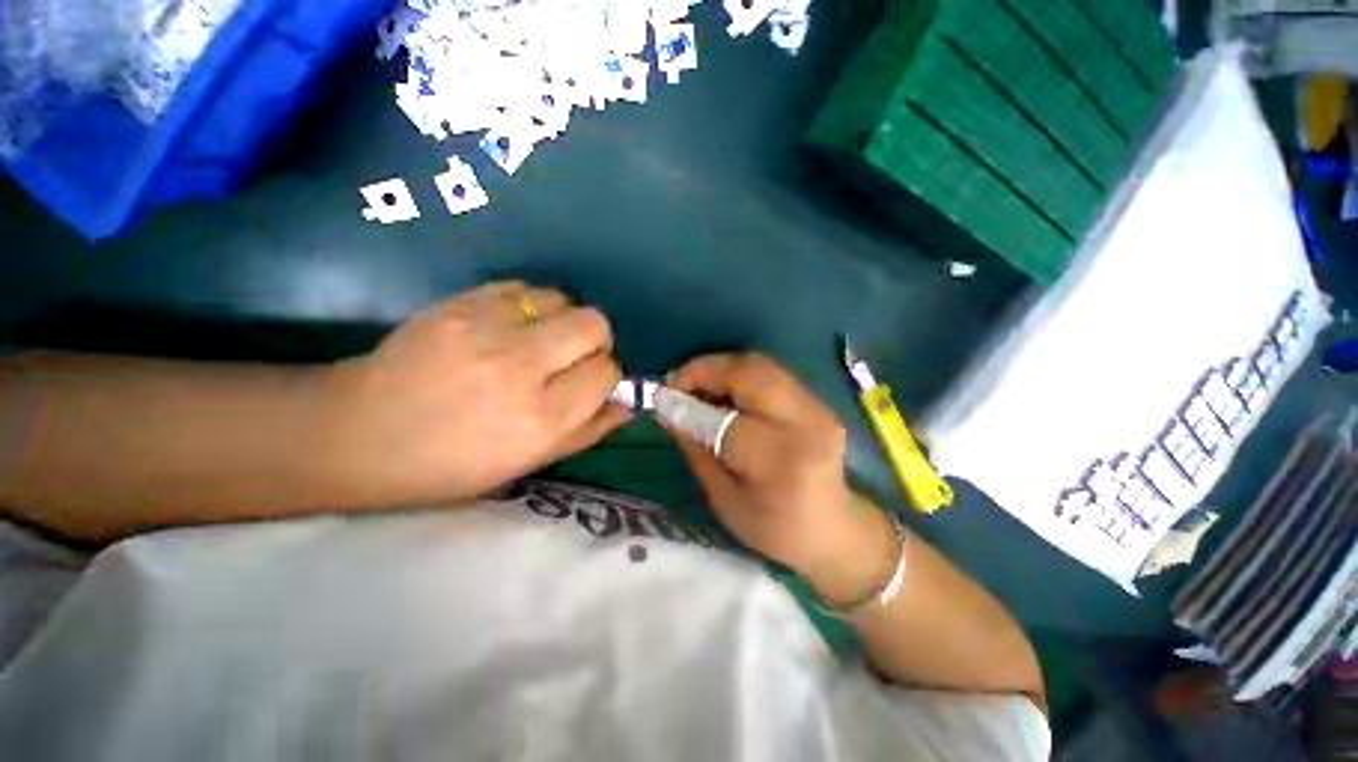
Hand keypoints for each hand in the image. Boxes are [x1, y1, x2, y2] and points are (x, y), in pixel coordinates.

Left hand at [325, 282, 629, 505]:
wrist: (358, 433)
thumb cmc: (450, 464)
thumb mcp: (528, 462)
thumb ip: (588, 431)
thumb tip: (626, 404)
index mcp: (540, 420)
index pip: (606, 372)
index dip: (605, 376)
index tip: (589, 382)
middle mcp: (520, 370)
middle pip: (594, 324)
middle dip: (595, 341)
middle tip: (572, 357)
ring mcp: (485, 330)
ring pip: (561, 299)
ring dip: (562, 319)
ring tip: (538, 340)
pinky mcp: (457, 304)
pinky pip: (521, 288)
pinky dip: (528, 306)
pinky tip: (509, 327)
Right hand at [666, 354, 896, 605]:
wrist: (835, 530)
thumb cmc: (775, 529)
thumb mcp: (724, 500)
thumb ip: (696, 449)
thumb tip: (668, 410)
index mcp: (782, 462)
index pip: (727, 421)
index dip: (688, 407)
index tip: (660, 400)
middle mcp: (805, 424)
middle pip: (749, 373)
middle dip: (704, 370)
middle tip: (676, 383)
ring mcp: (816, 407)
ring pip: (759, 365)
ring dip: (719, 369)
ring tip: (694, 386)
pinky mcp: (816, 400)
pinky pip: (768, 374)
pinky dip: (737, 375)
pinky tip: (721, 392)